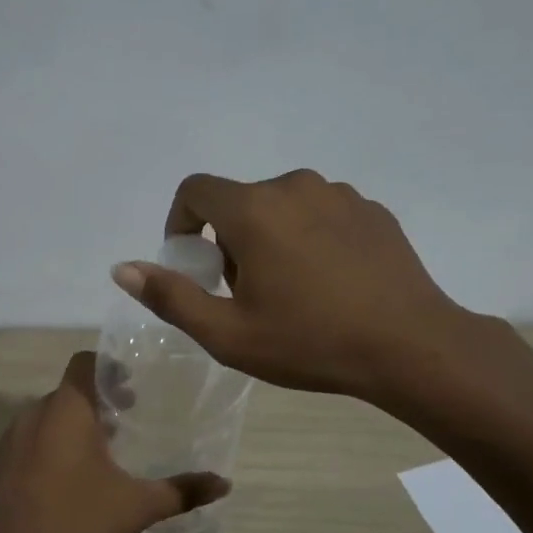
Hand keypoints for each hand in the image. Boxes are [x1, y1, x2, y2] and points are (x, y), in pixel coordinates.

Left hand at [0, 352, 229, 532]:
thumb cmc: (75, 523)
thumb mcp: (136, 507)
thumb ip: (181, 491)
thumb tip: (224, 484)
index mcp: (66, 410)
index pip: (84, 363)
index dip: (109, 368)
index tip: (132, 388)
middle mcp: (33, 415)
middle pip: (69, 392)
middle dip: (98, 402)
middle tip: (127, 423)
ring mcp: (9, 441)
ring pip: (47, 418)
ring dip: (74, 426)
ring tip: (101, 455)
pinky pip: (30, 442)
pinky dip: (51, 447)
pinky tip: (68, 483)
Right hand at [111, 169, 489, 405]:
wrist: (411, 346)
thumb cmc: (310, 342)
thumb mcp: (228, 333)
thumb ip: (170, 296)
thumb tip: (122, 268)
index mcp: (254, 209)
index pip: (195, 190)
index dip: (181, 223)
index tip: (194, 264)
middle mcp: (294, 186)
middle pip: (239, 201)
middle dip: (229, 241)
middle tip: (245, 294)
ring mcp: (339, 194)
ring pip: (282, 206)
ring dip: (270, 238)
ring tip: (290, 291)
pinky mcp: (371, 209)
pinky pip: (321, 213)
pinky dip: (309, 238)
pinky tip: (329, 283)